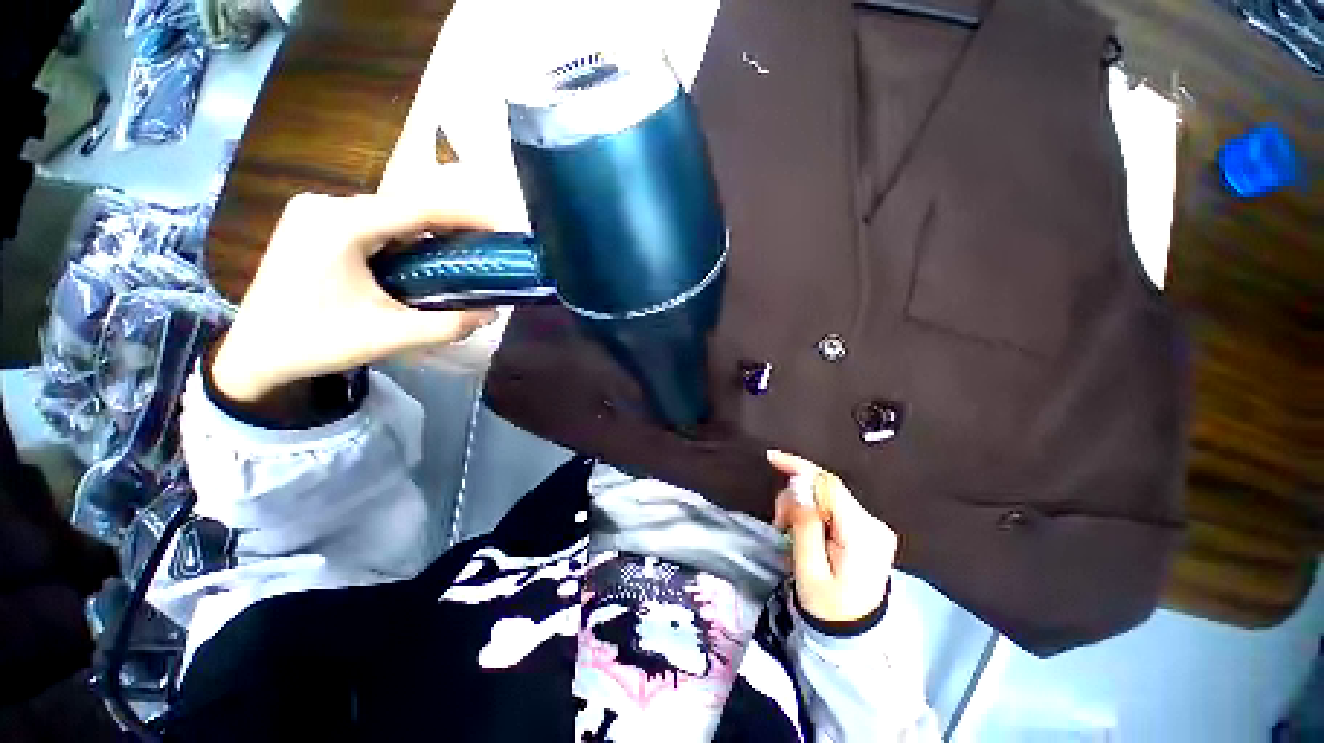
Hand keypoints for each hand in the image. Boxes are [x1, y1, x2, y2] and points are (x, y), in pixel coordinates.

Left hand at [212, 192, 498, 402]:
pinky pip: (375, 222)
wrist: (254, 353)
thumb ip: (449, 326)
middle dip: (453, 224)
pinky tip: (425, 257)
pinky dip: (407, 237)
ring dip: (431, 231)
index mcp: (340, 225)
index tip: (503, 228)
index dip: (467, 215)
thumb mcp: (391, 337)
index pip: (418, 208)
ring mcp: (316, 211)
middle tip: (490, 246)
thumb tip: (492, 312)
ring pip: (392, 213)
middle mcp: (326, 206)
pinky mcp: (315, 223)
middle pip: (406, 206)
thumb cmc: (316, 343)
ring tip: (466, 252)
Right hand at [768, 450, 896, 623]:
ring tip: (790, 532)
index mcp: (862, 535)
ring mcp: (873, 526)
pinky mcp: (868, 529)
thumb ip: (804, 525)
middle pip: (826, 488)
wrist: (855, 638)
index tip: (771, 458)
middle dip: (796, 497)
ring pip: (827, 495)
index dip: (799, 467)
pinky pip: (833, 506)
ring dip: (803, 506)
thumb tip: (798, 488)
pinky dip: (813, 513)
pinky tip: (804, 531)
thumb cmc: (828, 608)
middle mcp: (873, 524)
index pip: (829, 485)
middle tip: (780, 523)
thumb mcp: (809, 570)